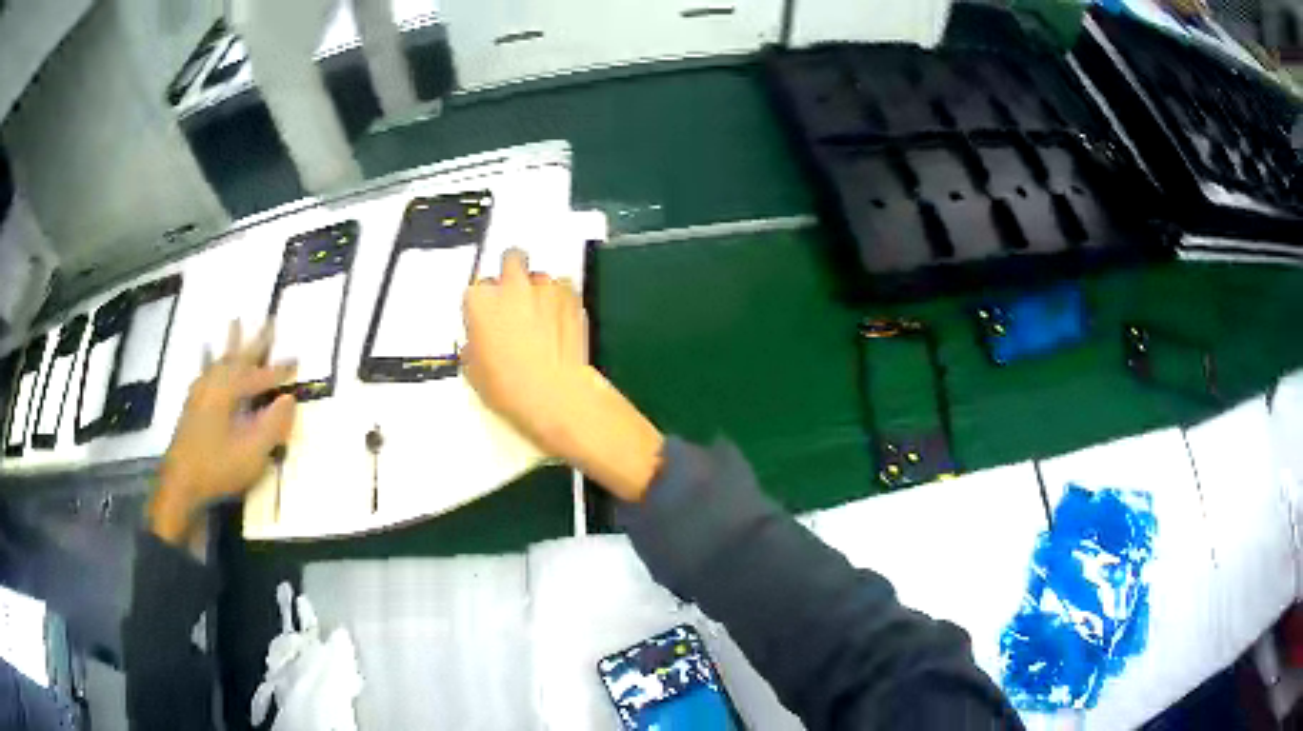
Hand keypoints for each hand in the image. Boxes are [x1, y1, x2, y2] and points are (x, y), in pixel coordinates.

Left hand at [149, 322, 296, 543]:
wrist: (180, 484)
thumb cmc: (217, 468)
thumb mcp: (252, 453)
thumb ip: (272, 426)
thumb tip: (289, 399)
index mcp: (228, 392)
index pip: (259, 376)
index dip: (279, 371)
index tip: (297, 359)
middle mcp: (213, 385)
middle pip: (238, 357)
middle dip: (255, 341)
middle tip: (267, 319)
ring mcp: (200, 393)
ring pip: (219, 361)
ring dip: (230, 344)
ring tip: (234, 323)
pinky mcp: (192, 405)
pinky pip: (204, 372)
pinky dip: (208, 360)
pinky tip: (206, 359)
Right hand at [462, 249, 663, 500]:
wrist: (556, 395)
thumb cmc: (510, 388)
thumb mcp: (474, 372)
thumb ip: (473, 346)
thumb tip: (478, 344)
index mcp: (479, 301)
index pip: (476, 289)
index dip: (483, 305)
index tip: (488, 320)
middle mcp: (511, 285)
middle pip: (511, 259)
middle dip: (512, 273)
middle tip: (515, 301)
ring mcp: (544, 287)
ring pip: (539, 276)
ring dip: (538, 291)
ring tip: (542, 320)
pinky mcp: (572, 295)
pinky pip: (564, 289)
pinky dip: (561, 301)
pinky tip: (560, 324)